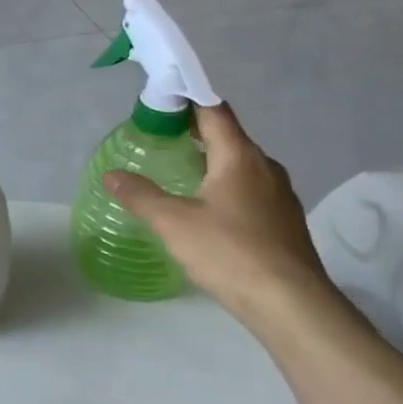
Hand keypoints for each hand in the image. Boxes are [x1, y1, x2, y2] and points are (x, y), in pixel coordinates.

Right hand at [103, 103, 334, 329]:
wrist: (290, 304)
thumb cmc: (230, 252)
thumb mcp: (172, 222)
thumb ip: (140, 195)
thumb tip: (111, 174)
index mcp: (239, 157)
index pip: (214, 111)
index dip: (189, 98)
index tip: (162, 99)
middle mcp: (265, 168)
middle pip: (229, 136)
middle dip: (196, 131)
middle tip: (160, 137)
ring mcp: (279, 195)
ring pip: (241, 164)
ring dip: (211, 161)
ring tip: (179, 172)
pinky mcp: (284, 221)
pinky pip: (250, 189)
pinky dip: (225, 186)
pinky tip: (206, 208)